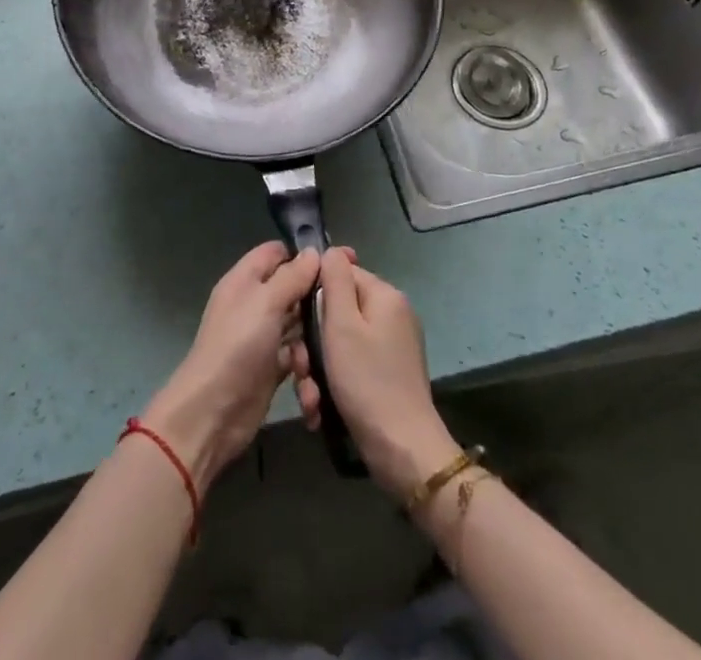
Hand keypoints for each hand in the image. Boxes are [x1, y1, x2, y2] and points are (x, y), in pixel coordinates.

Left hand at [141, 242, 320, 491]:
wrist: (212, 413)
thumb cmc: (238, 347)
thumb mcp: (265, 303)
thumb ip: (291, 277)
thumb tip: (313, 252)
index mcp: (244, 281)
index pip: (275, 253)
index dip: (303, 254)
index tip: (339, 261)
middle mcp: (253, 305)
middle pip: (291, 290)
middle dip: (315, 299)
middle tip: (345, 308)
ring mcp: (261, 338)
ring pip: (297, 326)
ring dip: (312, 340)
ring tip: (322, 354)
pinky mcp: (270, 369)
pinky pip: (295, 358)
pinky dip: (305, 369)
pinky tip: (309, 385)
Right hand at [314, 247, 457, 499]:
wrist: (402, 451)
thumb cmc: (366, 381)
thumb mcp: (341, 324)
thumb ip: (334, 280)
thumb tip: (331, 250)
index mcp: (385, 295)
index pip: (341, 273)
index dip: (315, 294)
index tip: (298, 323)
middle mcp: (393, 315)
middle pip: (339, 311)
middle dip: (313, 341)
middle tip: (301, 370)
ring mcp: (393, 347)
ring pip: (341, 344)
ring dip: (319, 369)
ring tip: (310, 398)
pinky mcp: (390, 376)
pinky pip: (353, 367)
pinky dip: (334, 384)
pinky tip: (321, 409)